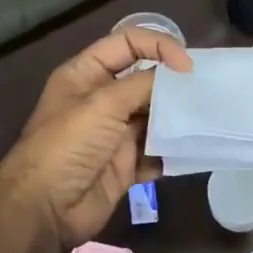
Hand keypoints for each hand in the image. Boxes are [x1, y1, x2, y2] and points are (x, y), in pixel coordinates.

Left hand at [0, 28, 192, 247]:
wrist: (46, 208)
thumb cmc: (68, 145)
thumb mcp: (103, 104)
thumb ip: (143, 84)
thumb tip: (178, 75)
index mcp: (86, 74)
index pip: (127, 43)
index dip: (158, 46)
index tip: (187, 66)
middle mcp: (101, 100)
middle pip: (145, 80)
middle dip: (174, 84)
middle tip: (207, 91)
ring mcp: (114, 134)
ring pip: (154, 117)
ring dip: (177, 119)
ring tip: (206, 120)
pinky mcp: (126, 165)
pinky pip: (156, 153)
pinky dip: (172, 152)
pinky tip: (192, 150)